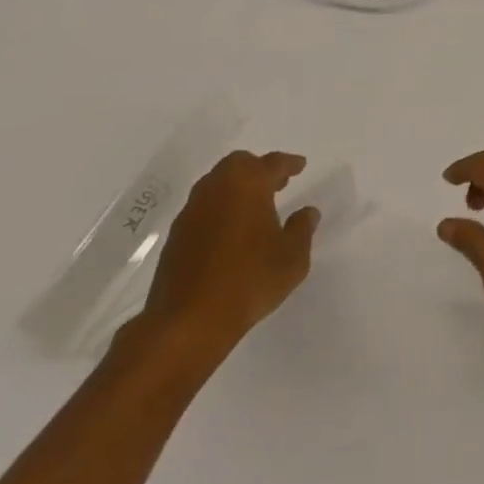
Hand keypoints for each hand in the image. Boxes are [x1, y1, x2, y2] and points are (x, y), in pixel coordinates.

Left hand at [128, 151, 317, 377]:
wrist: (188, 321)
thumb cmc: (249, 280)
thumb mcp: (292, 257)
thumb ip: (302, 229)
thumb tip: (307, 212)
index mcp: (248, 184)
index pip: (273, 163)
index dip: (289, 163)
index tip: (300, 165)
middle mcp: (216, 188)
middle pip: (239, 164)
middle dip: (259, 169)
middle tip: (277, 183)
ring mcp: (192, 211)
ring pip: (217, 184)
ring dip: (236, 188)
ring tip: (254, 207)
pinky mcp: (176, 235)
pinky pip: (203, 208)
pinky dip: (219, 209)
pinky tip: (230, 231)